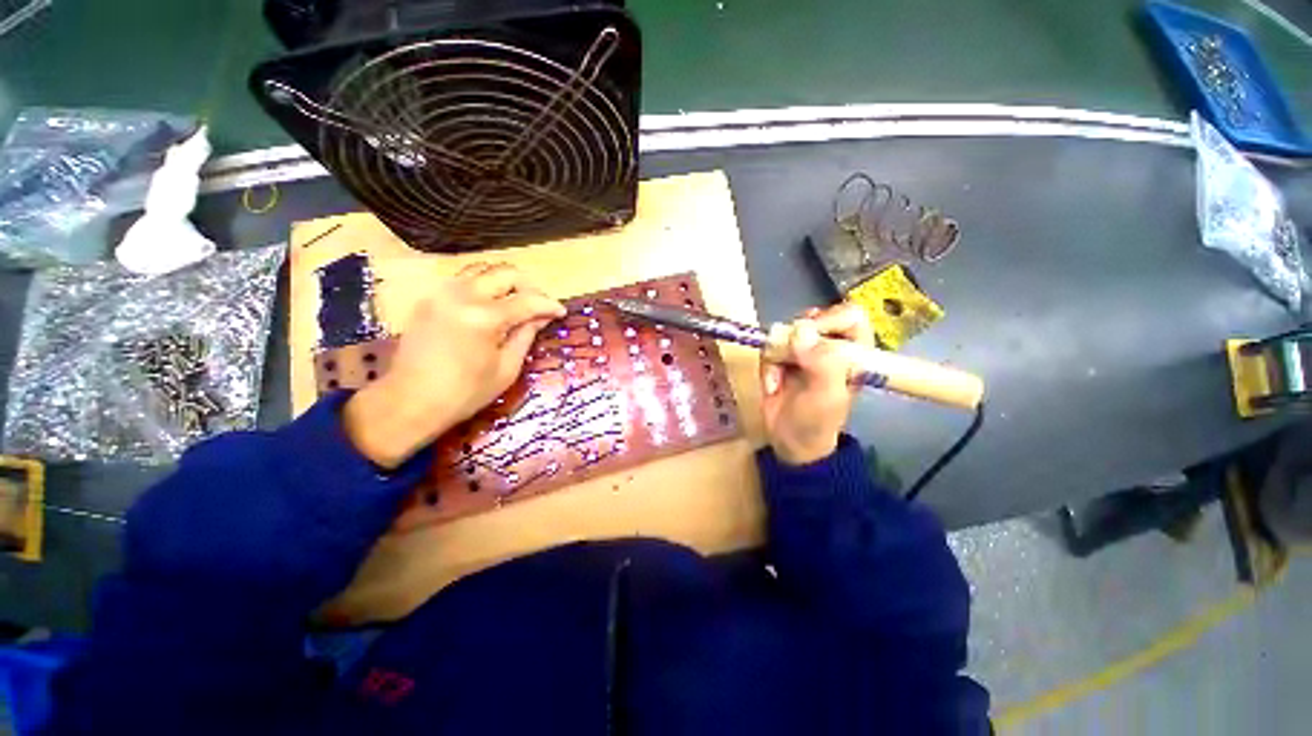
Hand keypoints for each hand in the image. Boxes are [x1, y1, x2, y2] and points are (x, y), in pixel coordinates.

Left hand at [344, 263, 565, 467]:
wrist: (408, 402)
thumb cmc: (464, 393)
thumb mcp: (506, 369)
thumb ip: (526, 336)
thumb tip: (542, 317)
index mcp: (483, 318)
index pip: (527, 300)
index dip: (549, 305)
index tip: (561, 312)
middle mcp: (462, 295)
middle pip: (505, 273)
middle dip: (529, 287)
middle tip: (538, 307)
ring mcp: (442, 293)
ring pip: (483, 270)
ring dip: (505, 283)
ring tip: (517, 304)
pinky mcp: (430, 298)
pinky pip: (465, 280)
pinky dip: (485, 287)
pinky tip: (492, 306)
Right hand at [760, 303, 872, 465]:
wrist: (788, 442)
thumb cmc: (816, 422)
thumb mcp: (826, 396)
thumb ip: (822, 364)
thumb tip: (801, 331)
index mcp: (854, 353)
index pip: (850, 316)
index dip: (830, 320)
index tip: (811, 338)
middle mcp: (830, 347)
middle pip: (815, 318)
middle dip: (797, 338)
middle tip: (791, 356)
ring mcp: (803, 351)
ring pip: (787, 331)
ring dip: (778, 354)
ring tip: (778, 377)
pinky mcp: (781, 358)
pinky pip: (769, 347)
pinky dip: (767, 366)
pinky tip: (771, 385)